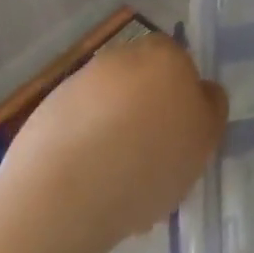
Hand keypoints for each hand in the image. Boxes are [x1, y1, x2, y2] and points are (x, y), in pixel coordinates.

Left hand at [0, 33, 226, 252]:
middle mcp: (120, 57)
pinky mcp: (42, 115)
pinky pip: (77, 132)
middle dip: (147, 117)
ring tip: (119, 190)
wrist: (62, 197)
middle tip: (153, 164)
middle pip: (142, 84)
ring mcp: (77, 84)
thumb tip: (201, 92)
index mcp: (164, 54)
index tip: (181, 135)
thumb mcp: (207, 136)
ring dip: (115, 139)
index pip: (180, 63)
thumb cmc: (151, 160)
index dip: (183, 99)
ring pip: (109, 110)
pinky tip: (89, 193)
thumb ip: (211, 106)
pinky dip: (85, 155)